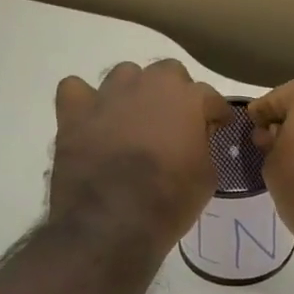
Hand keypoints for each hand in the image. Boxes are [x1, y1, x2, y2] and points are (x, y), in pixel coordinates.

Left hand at [50, 60, 229, 264]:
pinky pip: (77, 89)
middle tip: (176, 122)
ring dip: (134, 92)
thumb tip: (194, 141)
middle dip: (175, 94)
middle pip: (168, 73)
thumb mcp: (206, 178)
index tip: (219, 126)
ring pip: (125, 75)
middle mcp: (148, 85)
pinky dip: (85, 101)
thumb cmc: (169, 201)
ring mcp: (108, 95)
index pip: (210, 96)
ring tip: (134, 119)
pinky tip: (92, 119)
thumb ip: (204, 147)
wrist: (112, 221)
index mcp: (187, 99)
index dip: (216, 113)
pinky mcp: (74, 113)